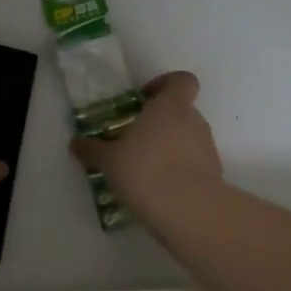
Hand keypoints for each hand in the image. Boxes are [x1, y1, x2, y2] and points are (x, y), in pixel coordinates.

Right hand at [70, 71, 222, 208]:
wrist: (188, 211)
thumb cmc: (145, 169)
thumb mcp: (109, 160)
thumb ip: (92, 149)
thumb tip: (75, 143)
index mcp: (170, 106)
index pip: (182, 80)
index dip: (166, 85)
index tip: (146, 99)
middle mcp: (193, 120)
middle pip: (182, 110)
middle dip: (162, 122)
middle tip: (138, 138)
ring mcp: (208, 148)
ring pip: (189, 138)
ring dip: (172, 147)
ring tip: (147, 169)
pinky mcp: (215, 174)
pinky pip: (195, 164)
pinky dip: (182, 171)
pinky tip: (160, 189)